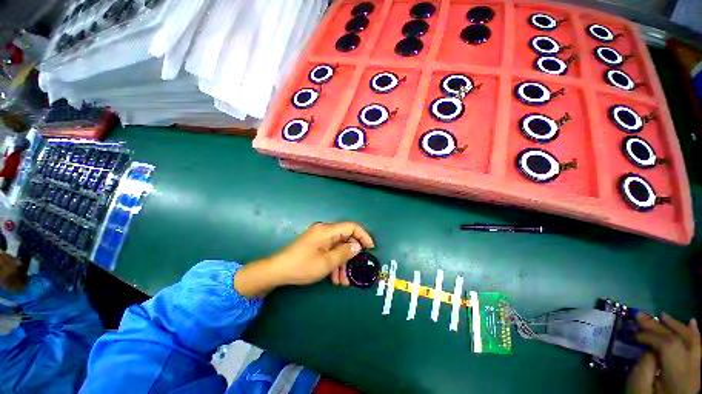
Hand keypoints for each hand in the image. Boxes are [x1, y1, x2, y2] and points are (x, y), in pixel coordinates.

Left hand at [234, 222, 373, 297]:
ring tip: (343, 281)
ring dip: (342, 262)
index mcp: (327, 230)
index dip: (363, 235)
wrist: (277, 271)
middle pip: (345, 238)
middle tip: (356, 269)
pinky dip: (334, 262)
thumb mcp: (326, 262)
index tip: (370, 248)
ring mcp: (319, 238)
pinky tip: (335, 278)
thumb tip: (358, 246)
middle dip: (351, 254)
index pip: (351, 226)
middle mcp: (324, 230)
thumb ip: (345, 253)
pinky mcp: (315, 244)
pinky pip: (329, 250)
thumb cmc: (302, 266)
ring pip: (338, 247)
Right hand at [626, 313, 699, 393]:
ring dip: (675, 326)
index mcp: (678, 377)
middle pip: (679, 342)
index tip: (633, 334)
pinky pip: (697, 349)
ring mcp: (696, 371)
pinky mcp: (694, 372)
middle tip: (640, 315)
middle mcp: (692, 371)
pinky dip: (693, 334)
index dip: (651, 336)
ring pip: (691, 342)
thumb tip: (648, 348)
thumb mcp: (638, 389)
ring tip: (661, 315)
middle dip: (660, 327)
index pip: (669, 346)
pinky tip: (691, 322)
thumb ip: (644, 367)